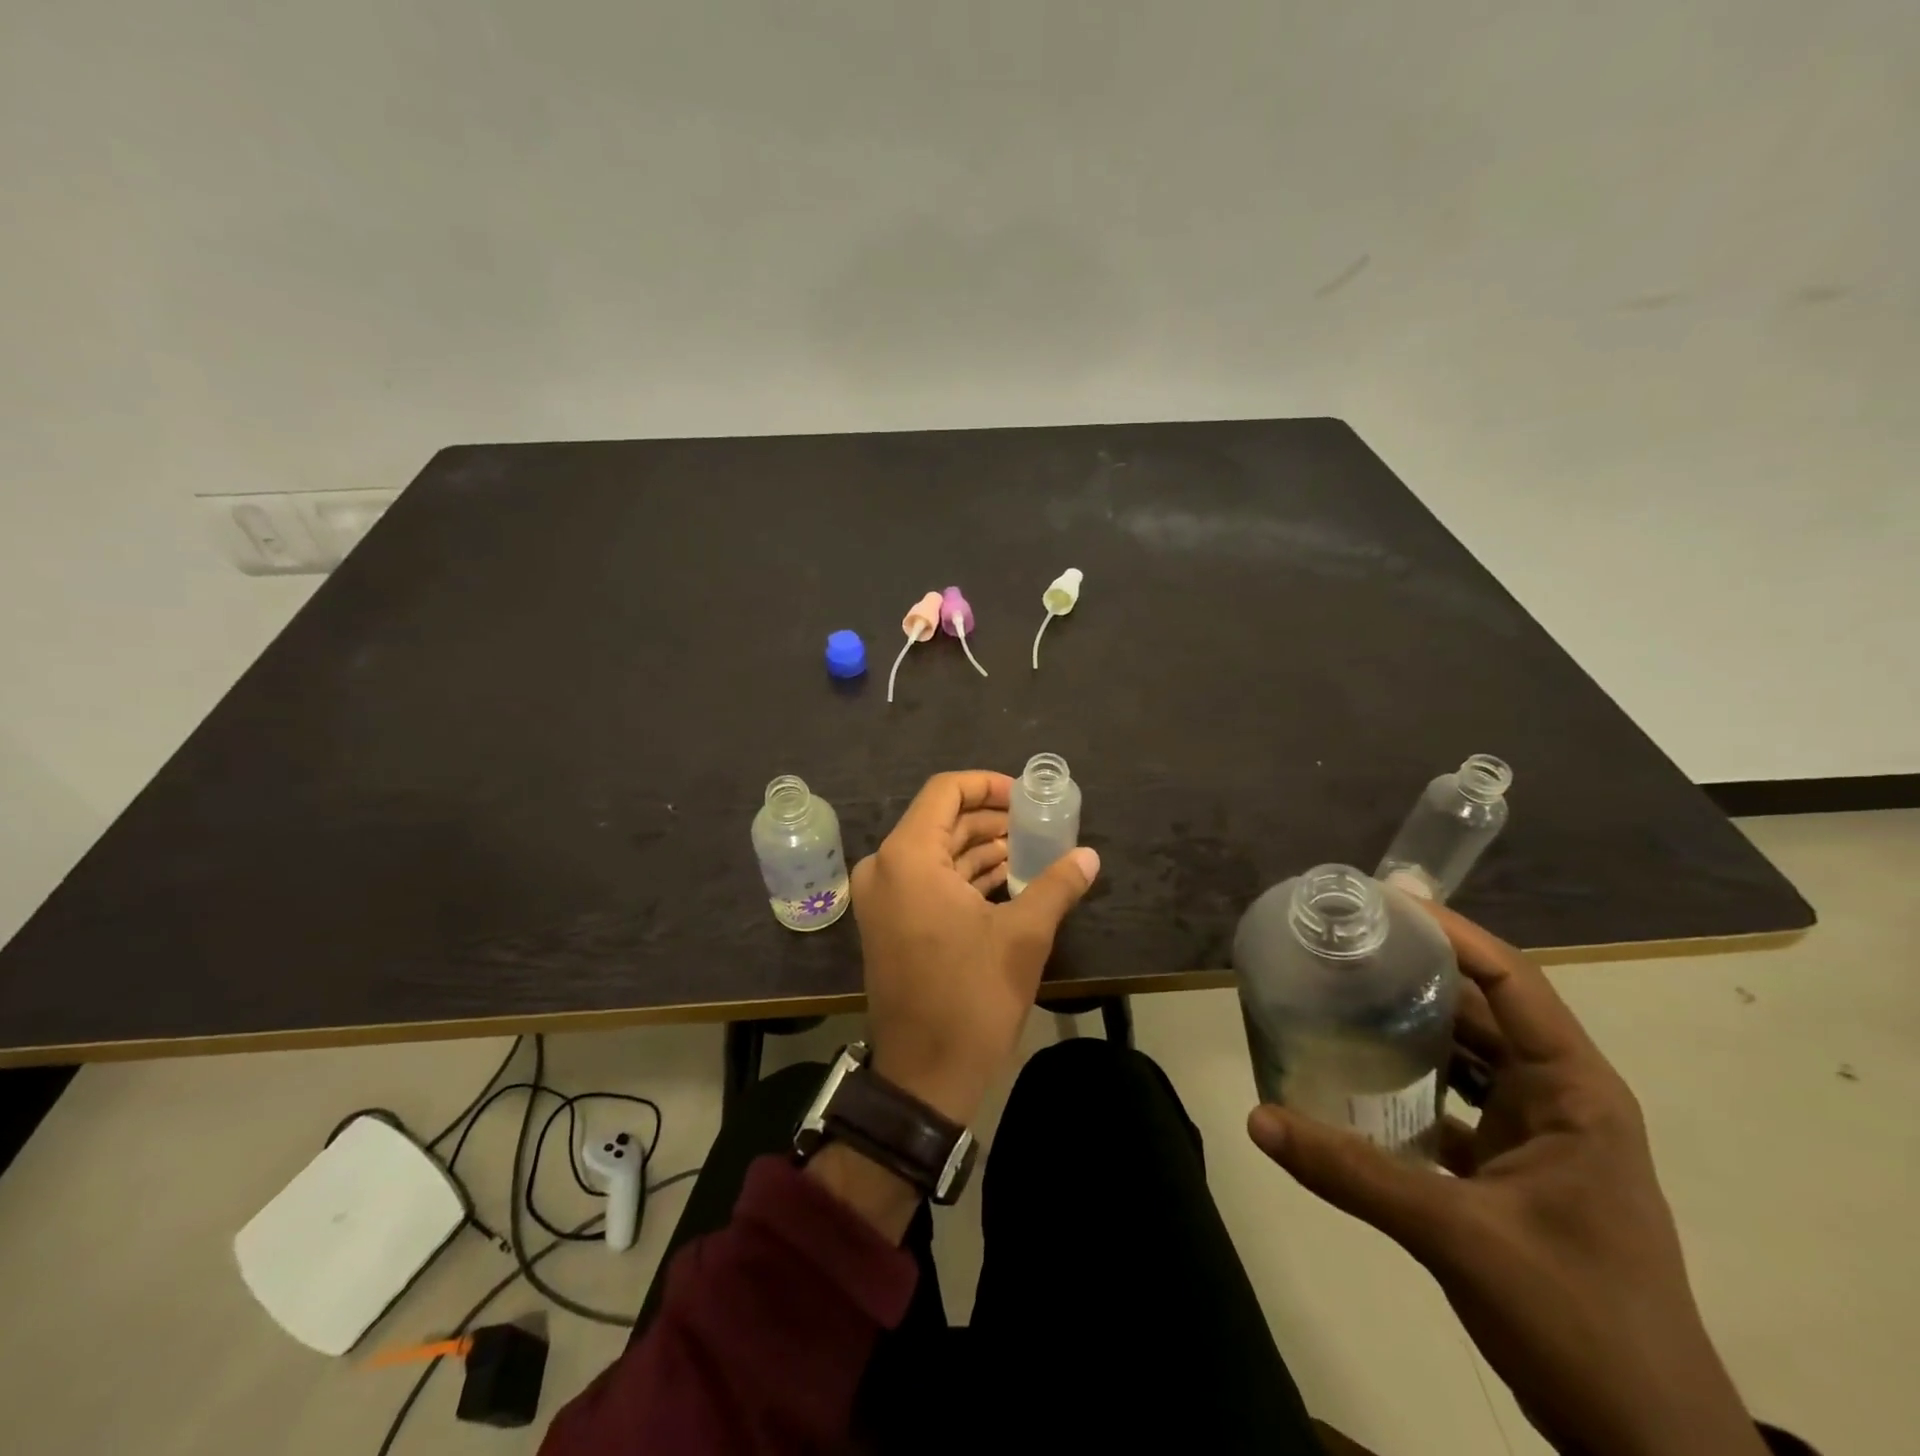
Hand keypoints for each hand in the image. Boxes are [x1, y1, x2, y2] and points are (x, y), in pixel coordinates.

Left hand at [850, 771, 1099, 1126]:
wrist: (923, 1077)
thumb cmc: (970, 998)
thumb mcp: (1023, 937)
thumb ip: (1057, 885)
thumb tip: (1090, 856)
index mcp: (909, 857)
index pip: (945, 791)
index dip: (988, 785)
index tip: (1026, 797)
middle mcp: (886, 867)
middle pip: (942, 820)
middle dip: (991, 819)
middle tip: (1038, 824)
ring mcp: (883, 897)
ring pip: (937, 851)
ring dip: (981, 849)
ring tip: (1031, 850)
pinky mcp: (890, 922)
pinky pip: (928, 880)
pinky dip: (965, 875)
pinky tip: (1008, 880)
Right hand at [1247, 906, 1765, 1455]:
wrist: (1643, 1445)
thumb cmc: (1577, 1318)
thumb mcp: (1458, 1236)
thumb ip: (1352, 1173)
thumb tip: (1258, 1118)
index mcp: (1574, 1091)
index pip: (1512, 982)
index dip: (1451, 934)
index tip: (1384, 899)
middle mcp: (1556, 1097)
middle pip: (1479, 1010)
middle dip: (1414, 971)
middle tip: (1340, 941)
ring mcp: (1534, 1134)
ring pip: (1463, 1055)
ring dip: (1406, 1025)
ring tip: (1336, 990)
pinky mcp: (1508, 1168)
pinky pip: (1449, 1101)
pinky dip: (1404, 1081)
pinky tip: (1350, 1072)